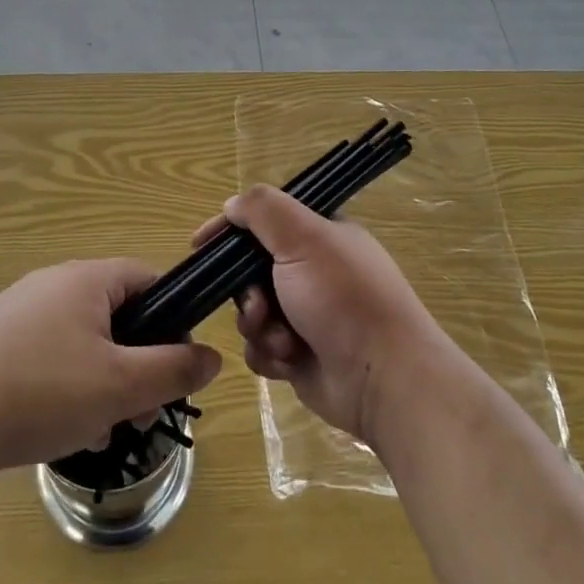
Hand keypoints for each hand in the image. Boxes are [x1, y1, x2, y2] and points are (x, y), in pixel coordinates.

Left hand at [0, 259, 220, 480]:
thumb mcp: (120, 386)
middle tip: (136, 413)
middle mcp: (53, 283)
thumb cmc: (41, 392)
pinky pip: (48, 355)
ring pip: (83, 341)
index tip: (175, 368)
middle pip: (116, 315)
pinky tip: (58, 428)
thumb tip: (213, 357)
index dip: (172, 320)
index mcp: (87, 278)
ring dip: (102, 382)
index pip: (148, 280)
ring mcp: (19, 311)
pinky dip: (65, 386)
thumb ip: (173, 369)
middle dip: (136, 364)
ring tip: (98, 430)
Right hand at [215, 185, 450, 443]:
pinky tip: (288, 360)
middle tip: (258, 305)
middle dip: (247, 291)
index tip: (200, 244)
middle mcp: (314, 271)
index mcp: (322, 235)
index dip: (232, 228)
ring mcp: (307, 314)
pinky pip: (262, 347)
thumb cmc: (343, 298)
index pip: (266, 219)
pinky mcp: (300, 354)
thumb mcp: (303, 238)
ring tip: (281, 339)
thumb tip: (232, 204)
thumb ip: (263, 210)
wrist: (383, 379)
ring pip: (252, 311)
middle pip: (251, 270)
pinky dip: (269, 353)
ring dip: (259, 326)